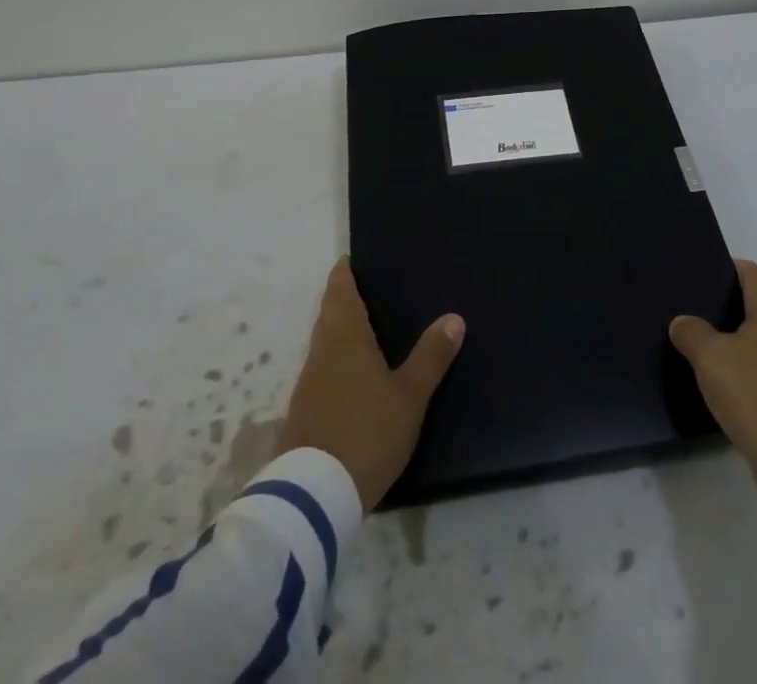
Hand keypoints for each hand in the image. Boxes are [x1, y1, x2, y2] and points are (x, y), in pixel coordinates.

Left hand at [276, 258, 464, 510]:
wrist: (314, 495)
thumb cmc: (367, 433)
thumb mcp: (409, 396)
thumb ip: (431, 356)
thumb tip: (454, 317)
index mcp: (345, 337)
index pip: (339, 291)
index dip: (344, 273)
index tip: (351, 260)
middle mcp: (321, 352)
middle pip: (328, 315)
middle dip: (342, 300)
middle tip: (367, 291)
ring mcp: (307, 383)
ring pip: (323, 344)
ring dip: (338, 332)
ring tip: (365, 331)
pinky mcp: (302, 413)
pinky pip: (320, 371)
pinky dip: (334, 362)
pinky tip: (352, 376)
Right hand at [669, 259, 756, 507]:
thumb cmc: (756, 397)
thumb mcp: (710, 359)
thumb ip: (692, 333)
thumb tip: (683, 322)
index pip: (752, 273)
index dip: (726, 269)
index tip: (700, 277)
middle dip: (733, 308)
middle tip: (698, 314)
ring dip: (746, 344)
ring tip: (712, 352)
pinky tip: (736, 389)